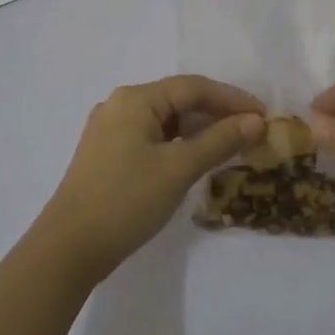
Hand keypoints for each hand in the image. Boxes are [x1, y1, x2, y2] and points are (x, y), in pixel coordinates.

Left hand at [34, 75, 264, 282]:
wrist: (69, 248)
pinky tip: (195, 158)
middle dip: (217, 113)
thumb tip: (256, 121)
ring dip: (198, 129)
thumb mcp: (179, 168)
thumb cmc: (127, 200)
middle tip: (251, 131)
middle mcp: (120, 105)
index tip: (264, 115)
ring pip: (165, 119)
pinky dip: (178, 142)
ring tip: (230, 145)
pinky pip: (151, 136)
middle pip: (178, 99)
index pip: (194, 87)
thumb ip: (219, 140)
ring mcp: (110, 129)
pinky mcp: (106, 153)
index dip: (232, 99)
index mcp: (135, 99)